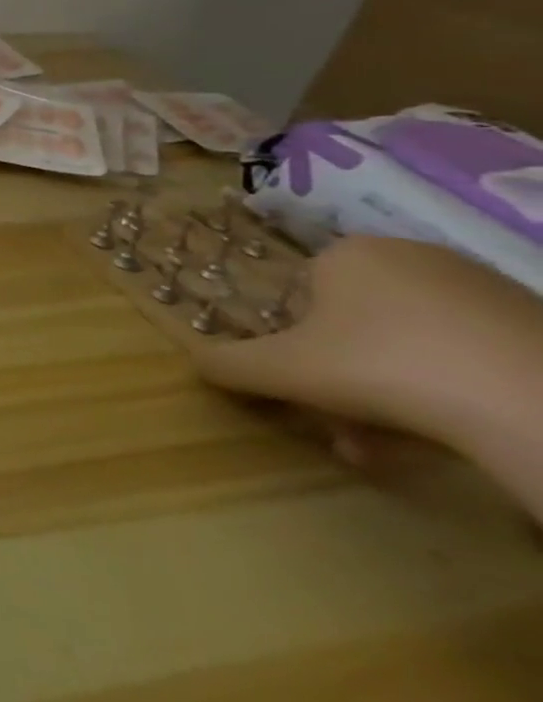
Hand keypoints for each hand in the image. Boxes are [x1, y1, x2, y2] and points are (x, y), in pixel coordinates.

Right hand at [192, 235, 542, 466]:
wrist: (536, 403)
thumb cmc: (380, 366)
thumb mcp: (281, 370)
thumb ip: (228, 364)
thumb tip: (194, 362)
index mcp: (348, 253)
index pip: (301, 297)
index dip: (295, 345)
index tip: (304, 386)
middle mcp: (413, 257)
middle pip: (356, 327)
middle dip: (341, 381)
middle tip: (341, 428)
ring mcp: (485, 290)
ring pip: (410, 348)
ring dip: (388, 397)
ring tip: (386, 448)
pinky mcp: (539, 327)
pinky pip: (469, 359)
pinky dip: (448, 395)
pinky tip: (444, 439)